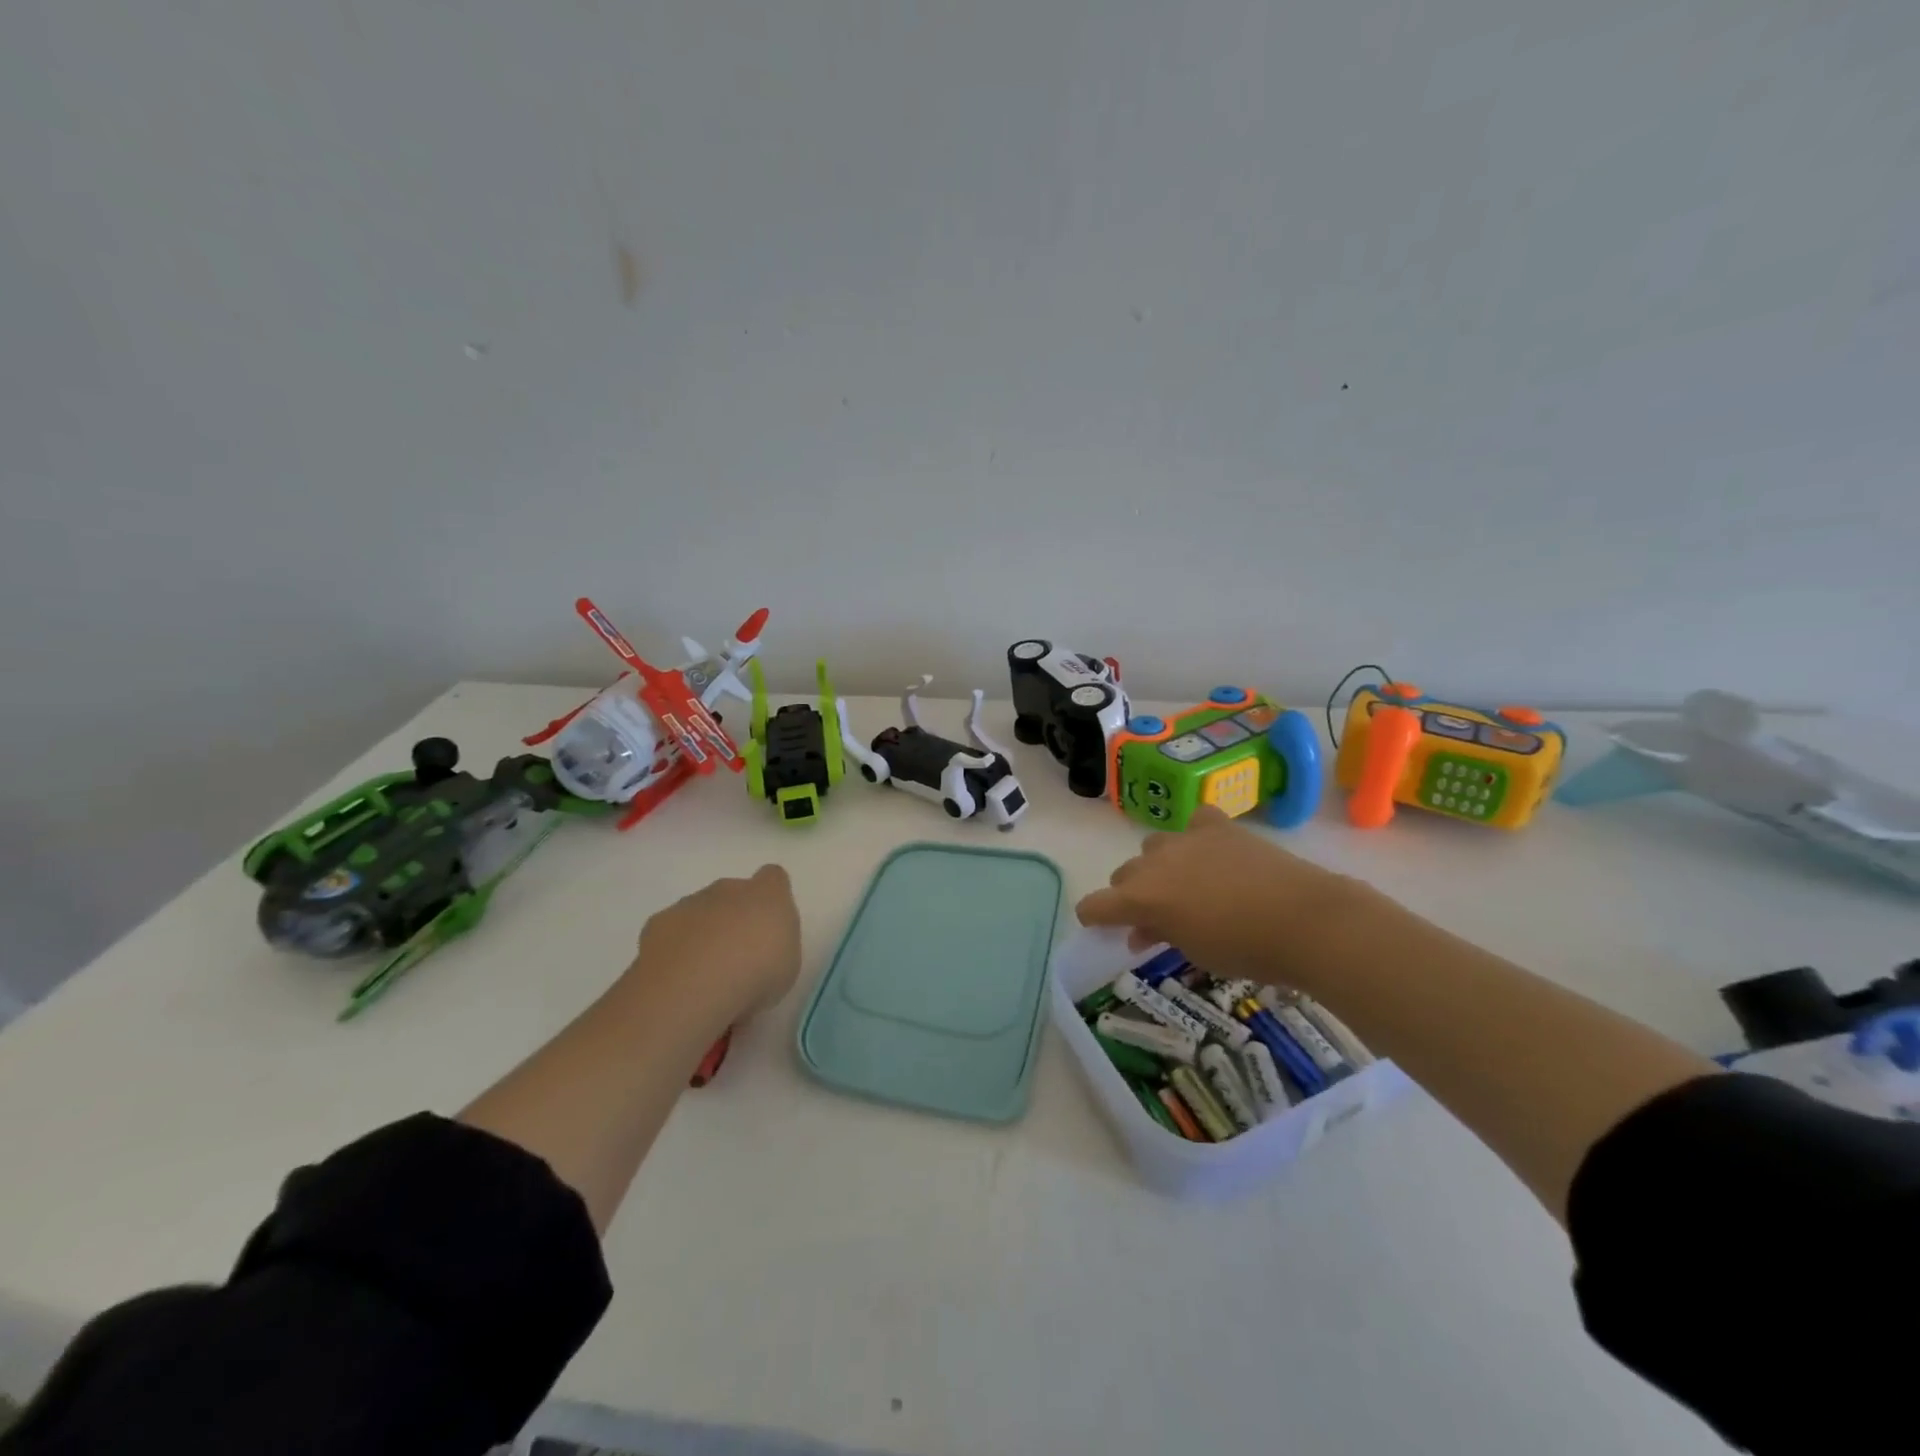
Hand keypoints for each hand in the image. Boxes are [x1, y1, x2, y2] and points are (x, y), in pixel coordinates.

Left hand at [629, 865, 801, 1023]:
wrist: (693, 985)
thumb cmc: (756, 972)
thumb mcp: (789, 963)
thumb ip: (779, 943)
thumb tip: (766, 942)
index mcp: (766, 894)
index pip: (772, 877)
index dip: (771, 896)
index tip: (770, 924)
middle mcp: (727, 889)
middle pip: (732, 893)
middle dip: (733, 917)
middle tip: (737, 956)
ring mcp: (689, 904)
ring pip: (699, 911)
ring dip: (702, 933)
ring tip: (704, 974)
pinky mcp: (656, 925)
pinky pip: (671, 933)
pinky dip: (675, 950)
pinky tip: (678, 978)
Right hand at [1076, 806, 1356, 983]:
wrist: (1305, 920)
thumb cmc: (1245, 950)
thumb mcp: (1194, 953)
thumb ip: (1160, 935)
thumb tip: (1142, 930)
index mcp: (1141, 898)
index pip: (1094, 905)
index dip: (1094, 918)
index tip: (1104, 928)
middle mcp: (1154, 862)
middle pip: (1123, 874)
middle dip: (1131, 895)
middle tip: (1157, 918)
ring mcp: (1186, 839)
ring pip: (1154, 848)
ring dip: (1160, 867)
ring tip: (1188, 886)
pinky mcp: (1218, 827)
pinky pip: (1194, 823)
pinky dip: (1197, 837)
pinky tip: (1212, 852)